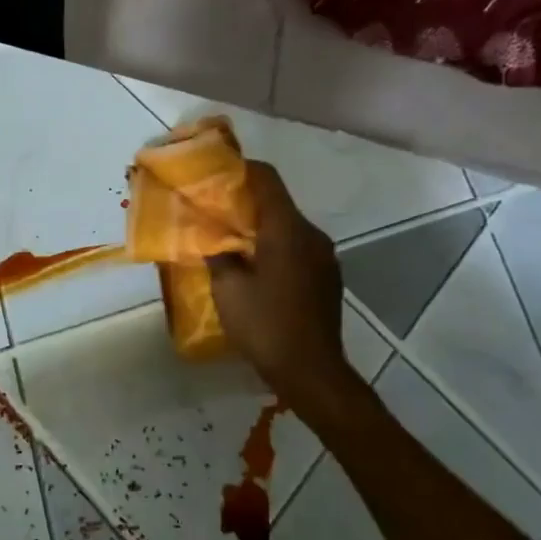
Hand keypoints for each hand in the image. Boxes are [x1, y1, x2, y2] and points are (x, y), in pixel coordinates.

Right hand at [207, 162, 354, 401]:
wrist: (311, 370)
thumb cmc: (266, 326)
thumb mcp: (228, 290)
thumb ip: (219, 256)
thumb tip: (215, 240)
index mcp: (287, 230)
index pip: (267, 180)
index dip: (241, 169)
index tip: (216, 171)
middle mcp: (311, 235)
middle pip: (277, 203)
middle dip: (245, 203)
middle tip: (213, 211)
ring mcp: (324, 257)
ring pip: (287, 228)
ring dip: (260, 229)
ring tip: (230, 242)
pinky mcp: (326, 277)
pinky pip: (297, 250)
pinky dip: (274, 249)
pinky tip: (254, 270)